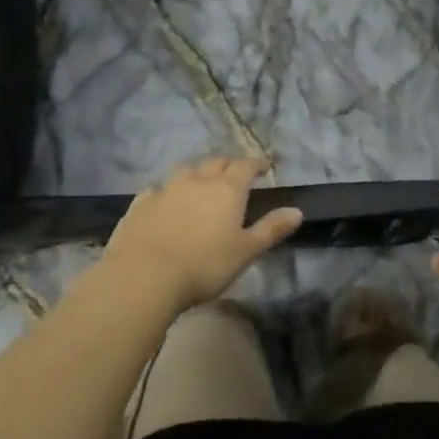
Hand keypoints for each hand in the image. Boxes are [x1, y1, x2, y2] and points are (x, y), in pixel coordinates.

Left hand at [101, 157, 302, 312]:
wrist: (144, 276)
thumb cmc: (204, 265)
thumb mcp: (246, 251)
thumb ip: (271, 229)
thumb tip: (297, 211)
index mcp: (227, 189)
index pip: (245, 166)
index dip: (257, 164)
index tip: (264, 166)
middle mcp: (197, 181)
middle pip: (215, 162)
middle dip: (228, 165)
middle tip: (234, 173)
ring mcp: (166, 189)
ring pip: (185, 170)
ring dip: (197, 172)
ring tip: (201, 182)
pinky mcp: (140, 204)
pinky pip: (158, 189)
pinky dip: (167, 190)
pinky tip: (165, 200)